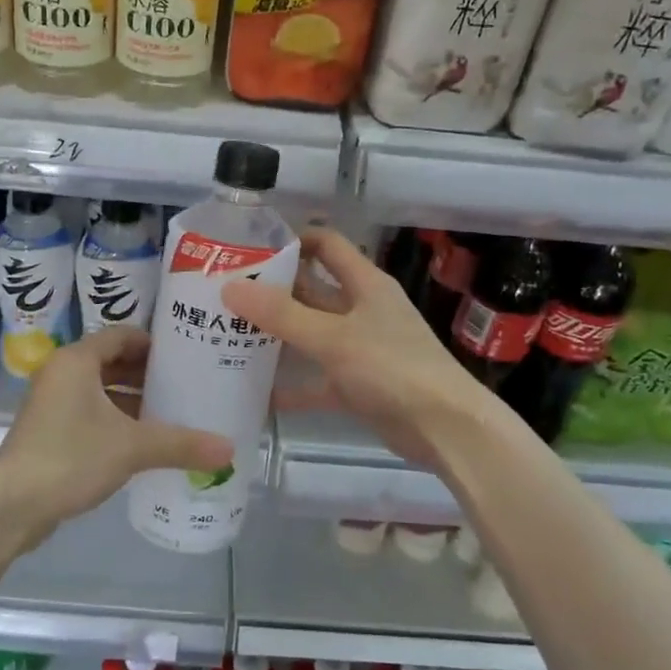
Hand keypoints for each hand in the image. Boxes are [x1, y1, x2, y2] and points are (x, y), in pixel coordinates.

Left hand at [0, 325, 232, 545]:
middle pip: (113, 362)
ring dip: (134, 400)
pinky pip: (91, 413)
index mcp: (77, 361)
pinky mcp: (50, 430)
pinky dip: (117, 420)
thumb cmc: (69, 458)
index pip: (122, 335)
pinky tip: (144, 441)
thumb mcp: (132, 448)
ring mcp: (53, 403)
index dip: (155, 343)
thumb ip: (181, 444)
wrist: (11, 506)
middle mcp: (62, 373)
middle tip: (187, 385)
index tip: (187, 356)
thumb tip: (229, 450)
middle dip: (149, 374)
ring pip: (102, 390)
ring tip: (173, 413)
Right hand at [222, 227, 494, 471]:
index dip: (292, 240)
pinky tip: (257, 391)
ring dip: (277, 335)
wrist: (445, 429)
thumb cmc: (393, 368)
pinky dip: (292, 385)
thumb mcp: (333, 338)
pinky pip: (316, 379)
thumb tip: (230, 288)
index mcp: (365, 284)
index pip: (326, 245)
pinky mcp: (357, 385)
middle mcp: (362, 310)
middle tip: (225, 293)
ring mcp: (360, 348)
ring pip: (311, 334)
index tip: (250, 248)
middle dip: (273, 291)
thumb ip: (282, 315)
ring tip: (230, 335)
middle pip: (312, 290)